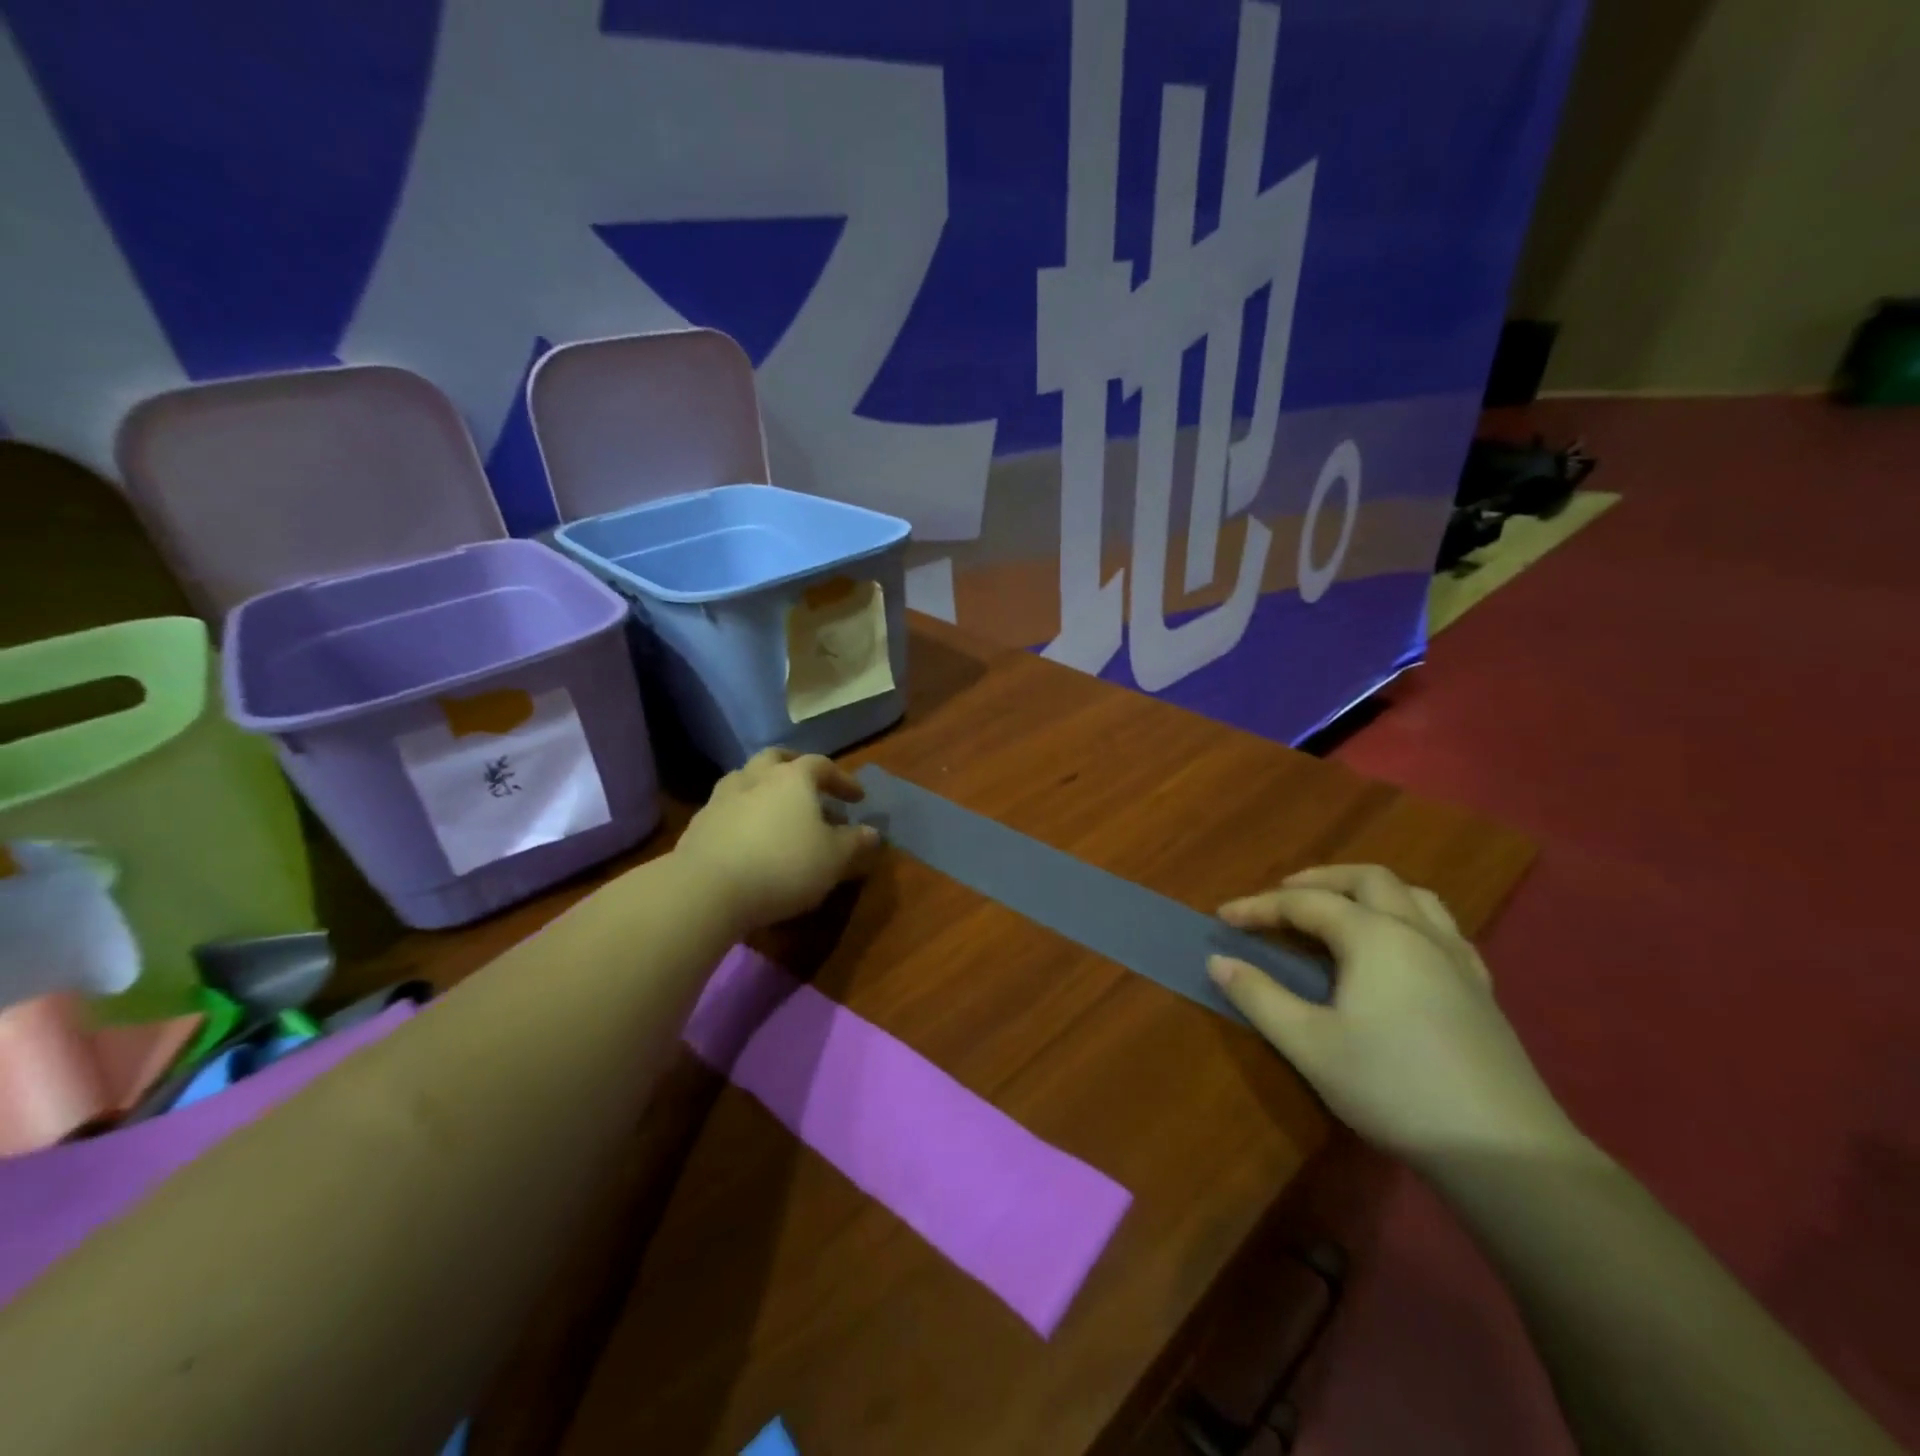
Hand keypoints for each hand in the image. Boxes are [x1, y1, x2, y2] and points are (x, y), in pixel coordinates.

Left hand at [675, 749, 879, 932]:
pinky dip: (743, 814)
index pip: (822, 765)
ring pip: (746, 779)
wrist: (707, 889)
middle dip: (795, 767)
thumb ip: (854, 842)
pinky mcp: (698, 824)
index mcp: (792, 778)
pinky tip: (748, 837)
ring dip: (764, 788)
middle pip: (776, 759)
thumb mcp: (834, 859)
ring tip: (776, 811)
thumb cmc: (783, 866)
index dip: (843, 780)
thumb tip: (873, 833)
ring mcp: (722, 798)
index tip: (858, 799)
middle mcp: (755, 777)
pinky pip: (727, 808)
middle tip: (810, 786)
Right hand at [1208, 865, 1578, 1168]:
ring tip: (1340, 909)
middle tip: (1282, 898)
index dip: (1259, 906)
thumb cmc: (1394, 1088)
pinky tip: (1399, 948)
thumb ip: (1259, 997)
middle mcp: (1417, 932)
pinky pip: (1441, 928)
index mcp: (1374, 936)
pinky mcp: (1481, 989)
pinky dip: (1407, 918)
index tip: (1222, 918)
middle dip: (1319, 880)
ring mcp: (1457, 958)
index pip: (1305, 903)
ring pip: (1412, 895)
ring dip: (1368, 891)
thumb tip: (1218, 961)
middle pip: (1366, 880)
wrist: (1504, 1151)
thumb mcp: (1310, 1045)